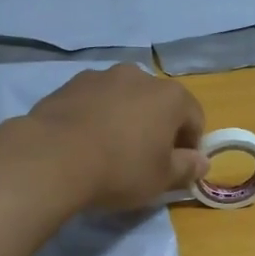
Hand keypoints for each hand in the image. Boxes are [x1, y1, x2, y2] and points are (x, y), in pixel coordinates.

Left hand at [23, 65, 209, 209]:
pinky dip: (97, 116)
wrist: (53, 158)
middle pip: (158, 103)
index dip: (191, 145)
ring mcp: (102, 76)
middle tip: (145, 159)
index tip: (178, 167)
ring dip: (126, 118)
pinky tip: (85, 142)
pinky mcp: (70, 84)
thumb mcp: (161, 179)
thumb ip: (187, 168)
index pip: (194, 118)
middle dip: (157, 127)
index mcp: (170, 96)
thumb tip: (201, 162)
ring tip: (111, 150)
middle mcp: (139, 76)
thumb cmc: (120, 169)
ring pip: (124, 99)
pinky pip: (94, 101)